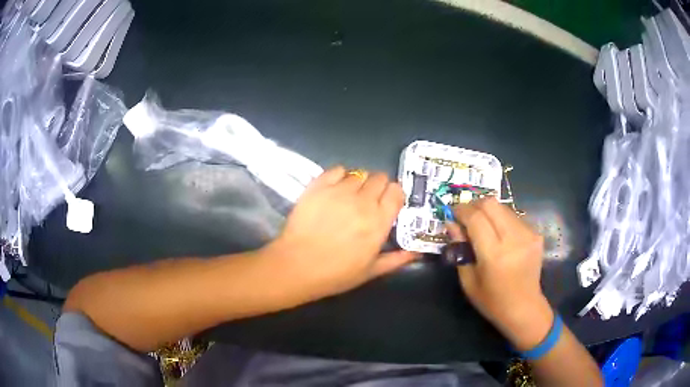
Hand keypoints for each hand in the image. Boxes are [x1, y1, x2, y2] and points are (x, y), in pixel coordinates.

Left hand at [263, 166, 417, 299]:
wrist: (297, 266)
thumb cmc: (335, 274)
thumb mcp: (370, 272)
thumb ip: (396, 260)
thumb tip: (416, 253)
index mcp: (379, 221)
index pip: (396, 191)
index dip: (394, 194)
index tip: (389, 203)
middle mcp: (363, 201)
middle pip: (379, 178)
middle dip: (378, 186)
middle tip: (368, 200)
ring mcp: (339, 191)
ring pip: (359, 173)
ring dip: (359, 182)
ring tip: (350, 196)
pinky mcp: (318, 186)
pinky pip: (336, 169)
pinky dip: (340, 175)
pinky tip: (335, 188)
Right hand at [446, 197, 552, 349]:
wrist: (525, 308)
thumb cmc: (492, 301)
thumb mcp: (468, 280)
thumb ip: (460, 249)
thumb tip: (451, 223)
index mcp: (494, 255)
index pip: (476, 218)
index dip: (461, 210)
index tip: (452, 212)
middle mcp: (514, 239)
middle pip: (491, 204)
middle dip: (474, 205)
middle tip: (465, 215)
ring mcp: (528, 234)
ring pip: (503, 207)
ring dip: (488, 211)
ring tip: (481, 225)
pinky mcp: (536, 234)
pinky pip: (514, 216)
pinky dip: (501, 219)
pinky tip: (498, 234)